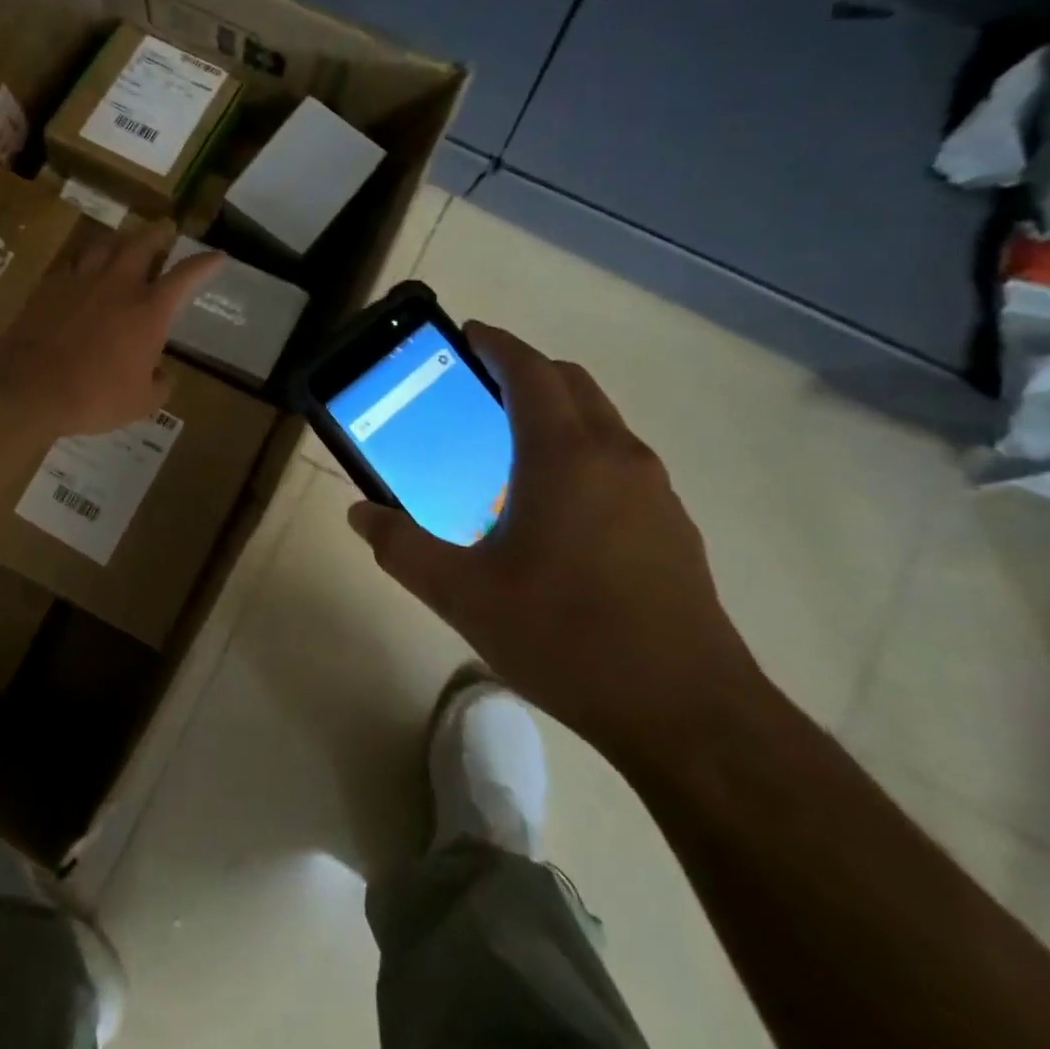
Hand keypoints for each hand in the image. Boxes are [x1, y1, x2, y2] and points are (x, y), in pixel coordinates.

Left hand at [0, 222, 221, 435]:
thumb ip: (159, 385)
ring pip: (104, 244)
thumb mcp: (140, 403)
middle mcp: (118, 285)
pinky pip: (73, 262)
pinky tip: (83, 266)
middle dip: (158, 233)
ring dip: (120, 238)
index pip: (185, 276)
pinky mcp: (50, 286)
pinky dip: (85, 259)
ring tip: (125, 238)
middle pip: (142, 244)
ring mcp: (81, 281)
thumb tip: (163, 375)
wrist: (30, 386)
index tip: (218, 256)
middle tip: (165, 227)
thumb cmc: (94, 396)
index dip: (205, 264)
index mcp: (148, 311)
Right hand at [348, 323, 764, 759]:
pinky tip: (555, 508)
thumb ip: (402, 547)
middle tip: (479, 387)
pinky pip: (620, 459)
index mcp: (564, 456)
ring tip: (510, 448)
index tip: (469, 334)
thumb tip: (360, 515)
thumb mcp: (462, 595)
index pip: (530, 371)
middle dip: (526, 371)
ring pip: (601, 421)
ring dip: (557, 411)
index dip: (498, 344)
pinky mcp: (672, 525)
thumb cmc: (566, 637)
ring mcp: (654, 490)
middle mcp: (616, 456)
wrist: (689, 714)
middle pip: (572, 384)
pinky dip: (583, 450)